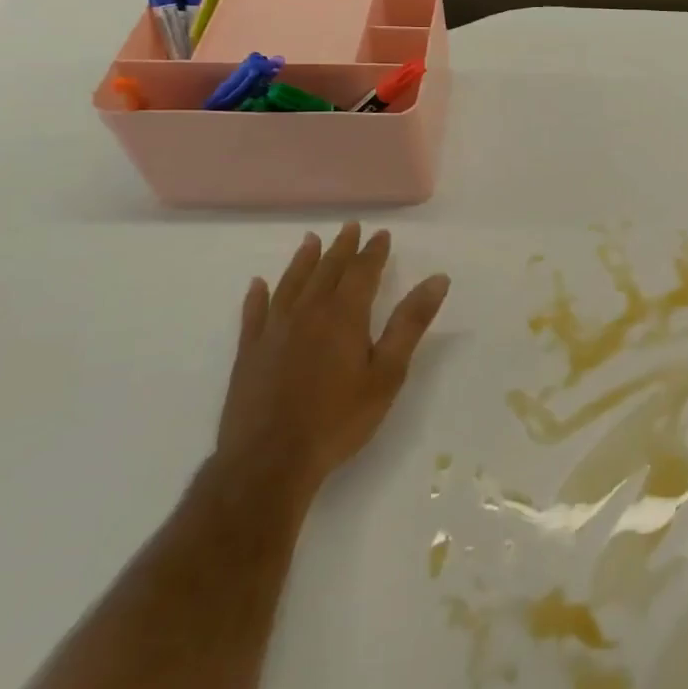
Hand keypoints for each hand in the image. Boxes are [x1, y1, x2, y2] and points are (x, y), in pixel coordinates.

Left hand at [214, 224, 449, 509]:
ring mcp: (273, 331)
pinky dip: (258, 296)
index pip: (362, 272)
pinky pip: (254, 313)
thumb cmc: (339, 418)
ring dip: (303, 261)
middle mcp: (307, 313)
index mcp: (344, 315)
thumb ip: (411, 323)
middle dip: (341, 248)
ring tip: (311, 241)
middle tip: (350, 227)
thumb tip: (438, 279)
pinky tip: (258, 284)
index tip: (381, 234)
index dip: (373, 252)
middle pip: (326, 271)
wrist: (269, 461)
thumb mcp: (388, 372)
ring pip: (290, 284)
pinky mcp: (249, 353)